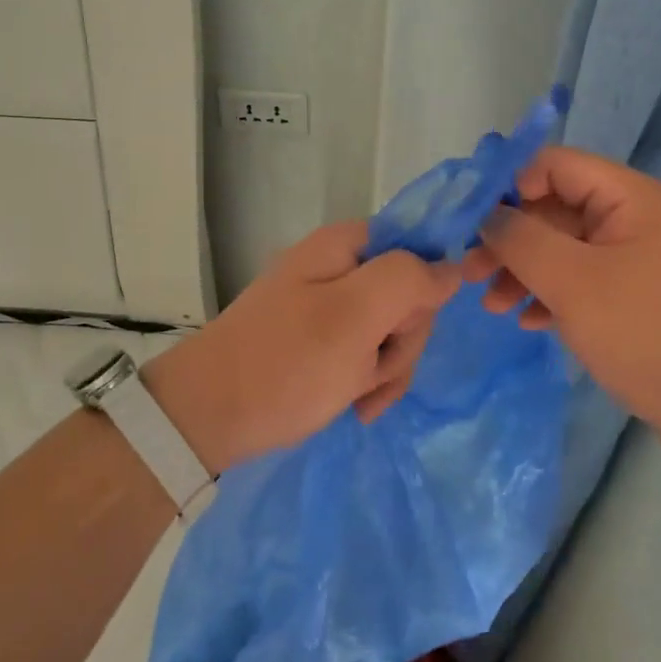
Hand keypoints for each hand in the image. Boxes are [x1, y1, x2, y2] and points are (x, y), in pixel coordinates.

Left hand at [144, 224, 460, 474]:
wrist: (208, 417)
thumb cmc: (285, 364)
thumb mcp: (355, 317)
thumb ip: (409, 280)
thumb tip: (452, 266)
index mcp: (344, 244)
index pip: (419, 249)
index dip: (423, 293)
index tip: (402, 329)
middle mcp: (338, 265)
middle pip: (407, 294)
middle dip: (402, 341)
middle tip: (372, 371)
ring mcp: (326, 303)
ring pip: (392, 329)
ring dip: (386, 368)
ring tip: (356, 395)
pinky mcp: (319, 338)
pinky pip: (366, 352)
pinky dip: (367, 381)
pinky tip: (354, 404)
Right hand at [464, 146, 660, 474]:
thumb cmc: (652, 335)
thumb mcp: (574, 282)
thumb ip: (521, 240)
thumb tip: (489, 216)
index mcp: (631, 198)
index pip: (556, 165)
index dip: (509, 186)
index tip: (473, 225)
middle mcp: (637, 220)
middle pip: (557, 209)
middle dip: (510, 239)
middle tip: (469, 274)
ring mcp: (642, 263)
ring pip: (567, 250)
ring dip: (525, 271)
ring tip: (492, 305)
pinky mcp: (642, 301)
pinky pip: (586, 284)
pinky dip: (553, 297)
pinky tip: (530, 323)